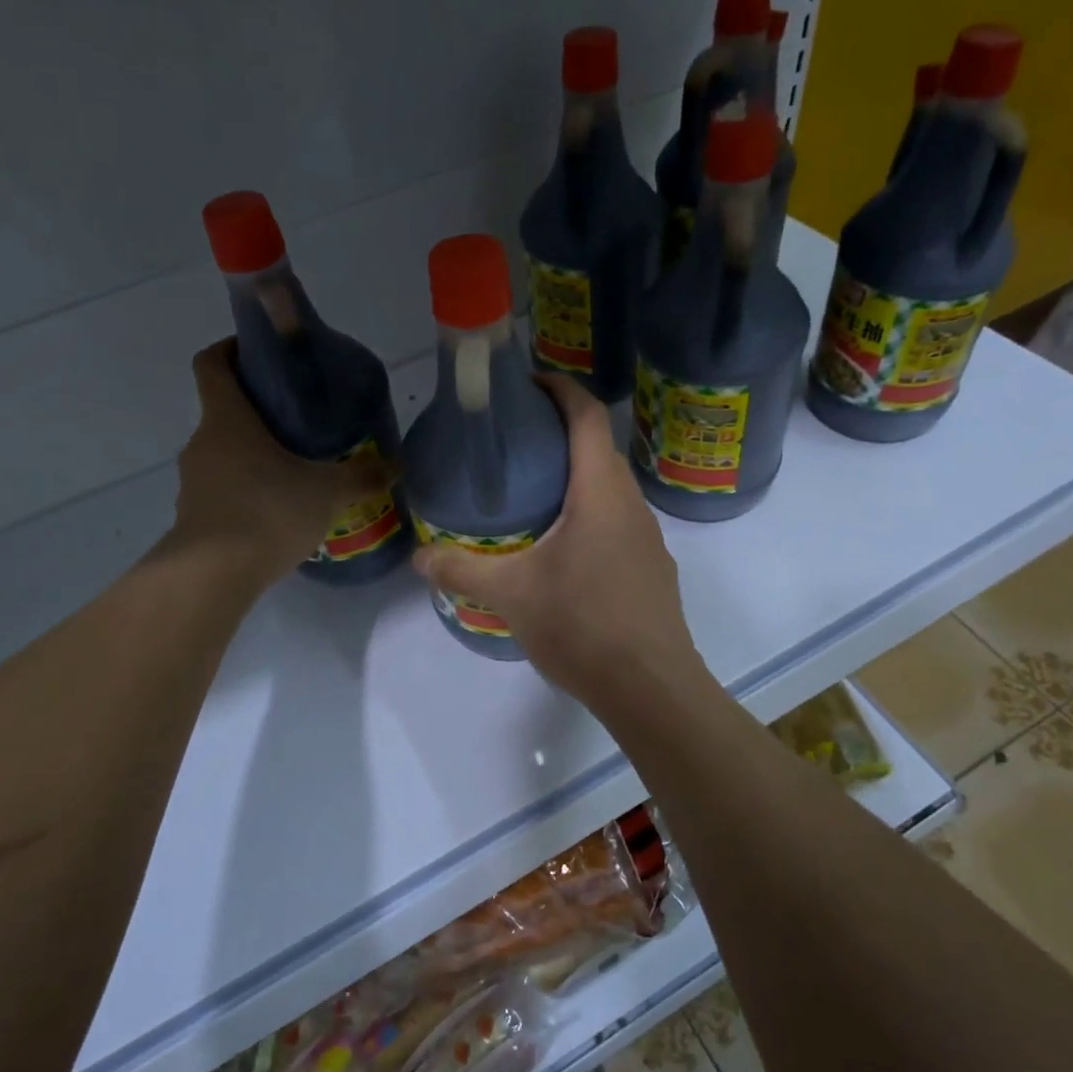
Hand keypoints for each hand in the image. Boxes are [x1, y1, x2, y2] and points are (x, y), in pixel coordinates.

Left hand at [159, 340, 395, 587]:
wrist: (212, 577)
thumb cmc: (268, 512)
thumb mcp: (328, 491)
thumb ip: (363, 475)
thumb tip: (398, 465)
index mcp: (227, 419)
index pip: (212, 363)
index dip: (232, 348)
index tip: (261, 352)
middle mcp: (203, 442)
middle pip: (225, 411)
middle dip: (260, 411)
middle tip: (302, 423)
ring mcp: (194, 480)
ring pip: (225, 453)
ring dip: (254, 455)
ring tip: (296, 471)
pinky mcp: (194, 515)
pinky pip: (223, 488)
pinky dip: (247, 490)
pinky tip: (278, 511)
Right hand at [411, 375, 707, 712]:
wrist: (651, 688)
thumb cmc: (582, 625)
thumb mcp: (511, 595)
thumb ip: (461, 571)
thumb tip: (419, 558)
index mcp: (600, 493)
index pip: (587, 417)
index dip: (560, 389)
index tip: (528, 383)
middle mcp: (631, 505)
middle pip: (599, 450)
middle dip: (561, 435)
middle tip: (515, 444)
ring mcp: (649, 539)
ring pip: (611, 490)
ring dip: (578, 479)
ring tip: (533, 495)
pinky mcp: (653, 569)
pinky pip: (619, 523)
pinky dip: (591, 515)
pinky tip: (564, 550)